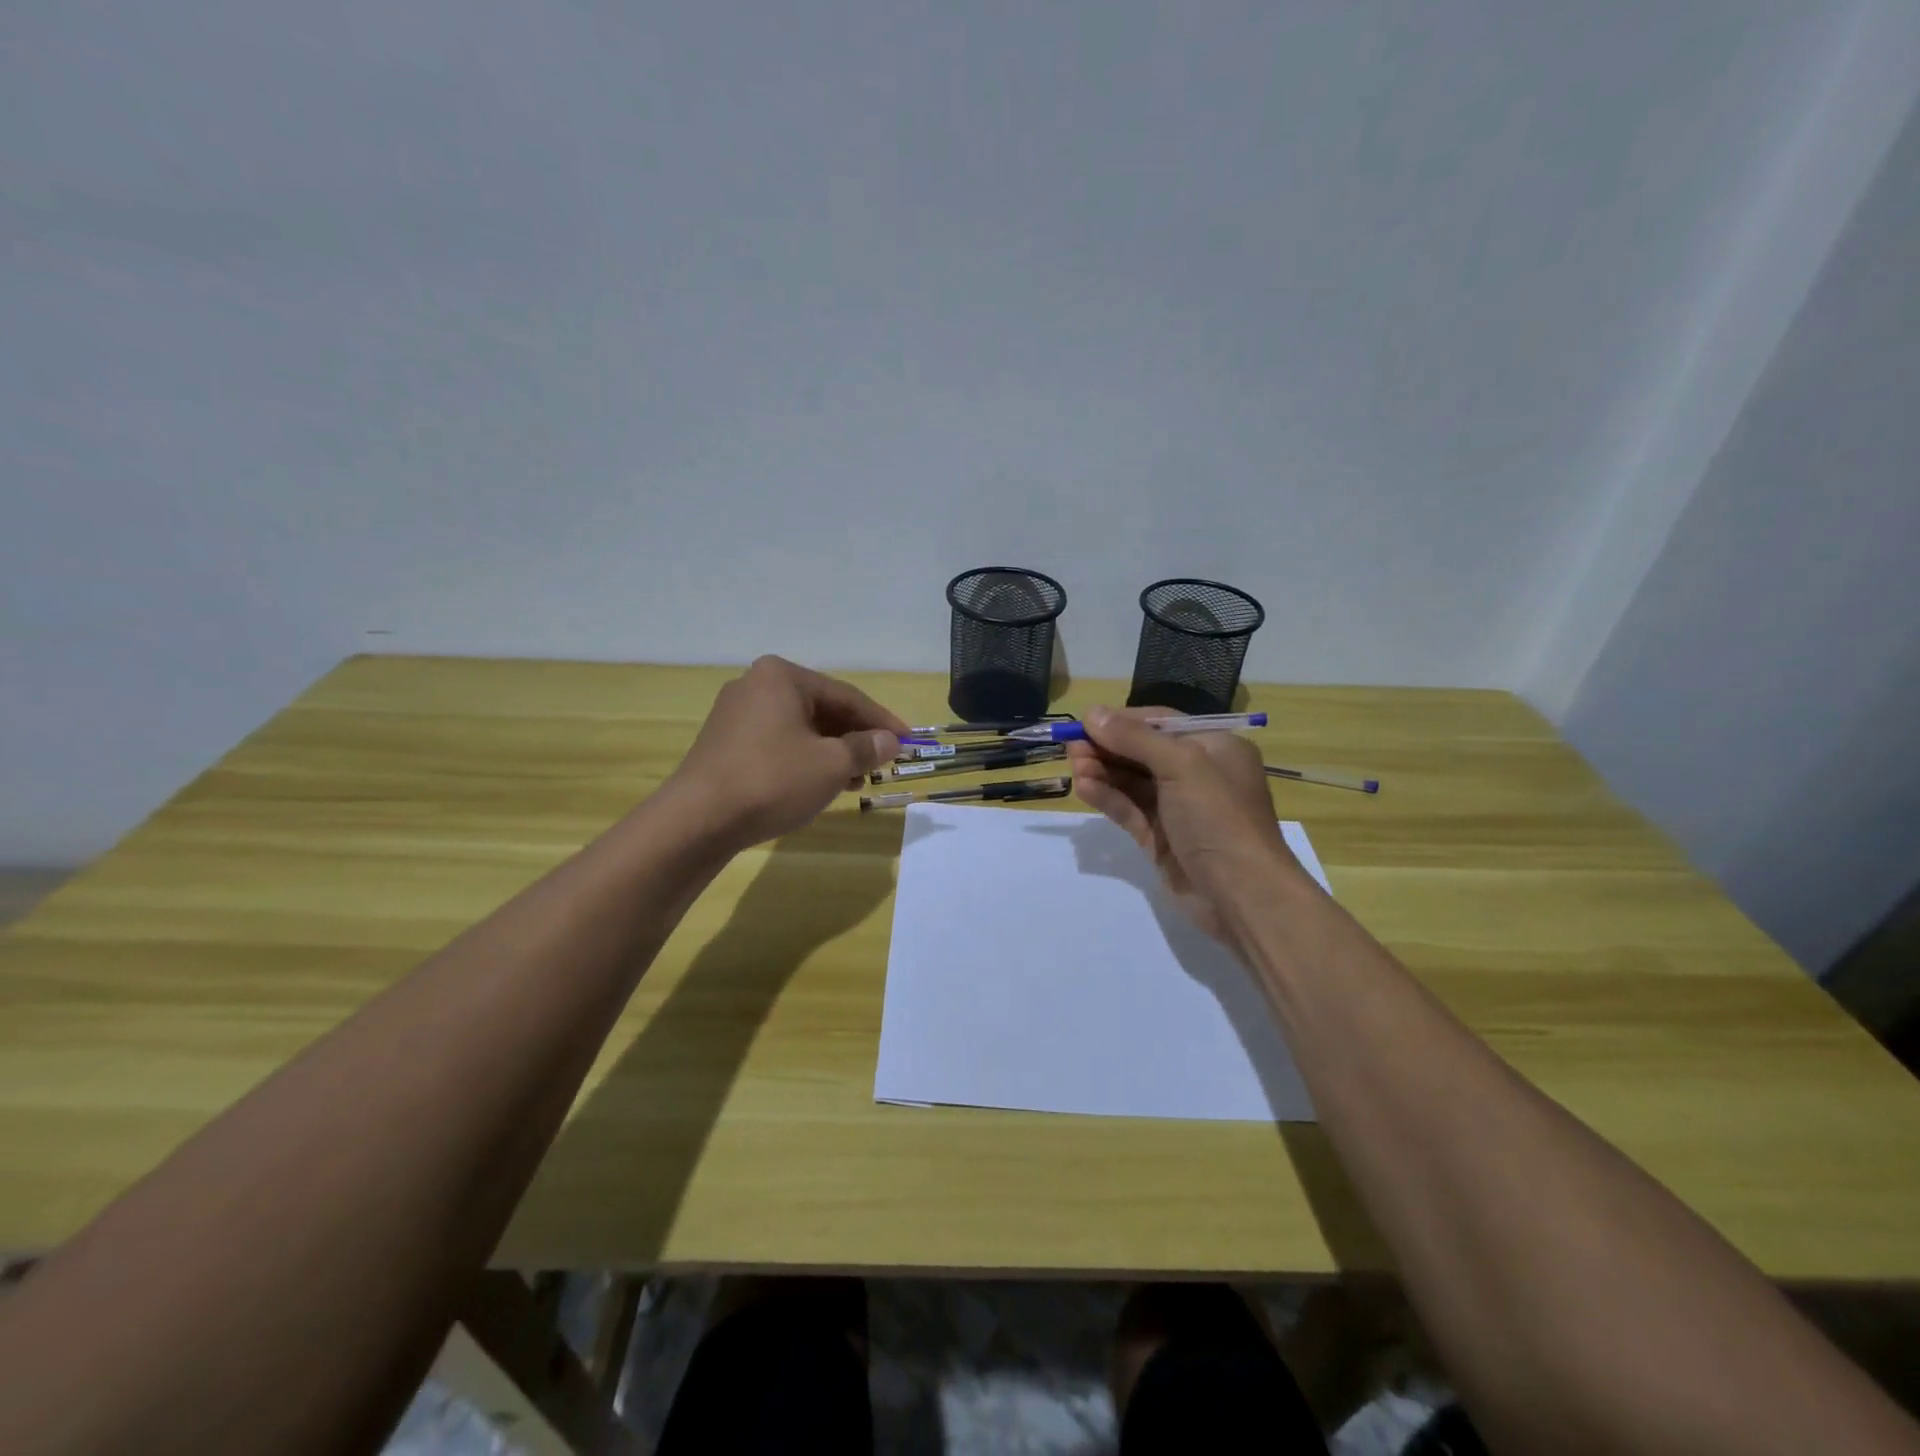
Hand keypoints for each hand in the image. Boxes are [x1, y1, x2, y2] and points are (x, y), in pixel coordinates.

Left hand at [667, 656, 907, 851]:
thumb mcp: (831, 765)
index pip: (846, 696)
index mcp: (781, 676)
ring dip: (832, 752)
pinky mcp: (726, 743)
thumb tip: (890, 741)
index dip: (881, 721)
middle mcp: (756, 685)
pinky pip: (778, 743)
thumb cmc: (772, 780)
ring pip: (800, 729)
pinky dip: (805, 759)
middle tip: (882, 763)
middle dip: (854, 738)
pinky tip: (820, 784)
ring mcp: (736, 714)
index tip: (908, 741)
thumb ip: (866, 748)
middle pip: (822, 710)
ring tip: (855, 781)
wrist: (697, 820)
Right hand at [1066, 705, 1307, 943]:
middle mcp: (1197, 773)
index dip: (1123, 721)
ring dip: (1102, 771)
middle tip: (1071, 746)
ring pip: (1132, 782)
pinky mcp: (1160, 838)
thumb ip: (1135, 738)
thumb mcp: (1182, 765)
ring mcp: (1177, 808)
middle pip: (1142, 752)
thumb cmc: (1218, 817)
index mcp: (1214, 747)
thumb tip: (1091, 712)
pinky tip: (1083, 788)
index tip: (1086, 722)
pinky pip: (1129, 809)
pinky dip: (1107, 797)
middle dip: (1107, 747)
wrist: (1242, 895)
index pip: (1161, 723)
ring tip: (1074, 766)